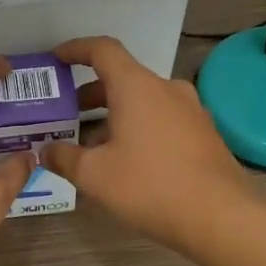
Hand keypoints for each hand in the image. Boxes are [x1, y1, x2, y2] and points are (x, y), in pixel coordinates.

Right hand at [42, 36, 248, 254]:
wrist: (220, 216)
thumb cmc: (150, 186)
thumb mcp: (94, 175)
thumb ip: (64, 158)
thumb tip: (45, 151)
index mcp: (136, 87)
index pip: (102, 50)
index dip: (76, 49)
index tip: (56, 59)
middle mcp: (166, 89)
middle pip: (123, 78)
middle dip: (91, 93)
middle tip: (66, 113)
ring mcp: (191, 111)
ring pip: (144, 101)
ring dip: (115, 114)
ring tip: (92, 145)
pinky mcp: (204, 134)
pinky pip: (162, 120)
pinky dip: (138, 128)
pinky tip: (127, 160)